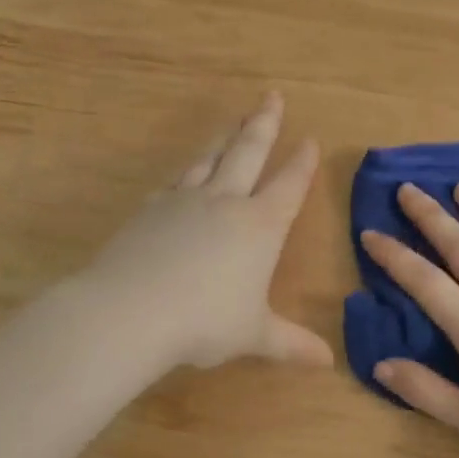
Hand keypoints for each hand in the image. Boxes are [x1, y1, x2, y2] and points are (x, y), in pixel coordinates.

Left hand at [82, 92, 333, 371]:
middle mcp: (225, 203)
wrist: (131, 311)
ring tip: (233, 119)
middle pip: (248, 152)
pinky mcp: (149, 209)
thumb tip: (327, 362)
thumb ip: (290, 344)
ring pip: (209, 158)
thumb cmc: (205, 321)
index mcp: (260, 226)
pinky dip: (184, 174)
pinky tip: (182, 175)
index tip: (310, 140)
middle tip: (272, 95)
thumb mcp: (254, 335)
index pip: (288, 185)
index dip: (301, 163)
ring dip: (224, 137)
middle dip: (264, 123)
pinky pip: (173, 183)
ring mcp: (183, 201)